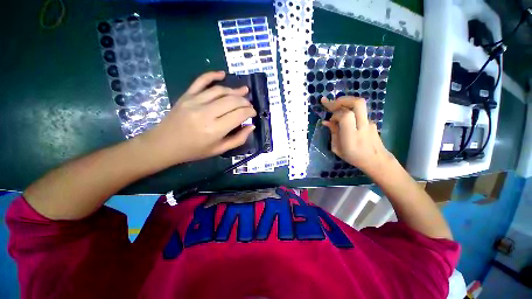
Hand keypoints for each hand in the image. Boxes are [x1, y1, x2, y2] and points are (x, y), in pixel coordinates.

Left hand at [141, 71, 255, 165]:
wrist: (164, 144)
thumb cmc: (194, 150)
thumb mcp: (219, 150)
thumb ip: (238, 139)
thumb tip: (251, 126)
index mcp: (215, 129)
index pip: (239, 114)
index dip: (250, 112)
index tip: (253, 113)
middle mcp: (206, 113)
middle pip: (232, 101)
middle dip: (245, 101)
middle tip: (249, 105)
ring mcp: (194, 101)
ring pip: (220, 90)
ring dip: (234, 90)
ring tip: (244, 91)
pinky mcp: (186, 95)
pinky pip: (201, 81)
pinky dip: (212, 75)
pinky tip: (223, 74)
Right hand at [321, 96, 394, 174]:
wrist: (377, 161)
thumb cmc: (354, 157)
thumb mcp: (337, 149)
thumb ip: (333, 133)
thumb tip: (326, 121)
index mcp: (352, 136)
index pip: (346, 116)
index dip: (336, 114)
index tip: (330, 120)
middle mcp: (363, 126)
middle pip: (357, 103)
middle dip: (342, 100)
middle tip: (332, 103)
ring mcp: (369, 122)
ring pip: (359, 105)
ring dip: (346, 103)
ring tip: (335, 108)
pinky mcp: (372, 121)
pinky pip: (359, 112)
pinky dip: (350, 110)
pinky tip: (344, 118)